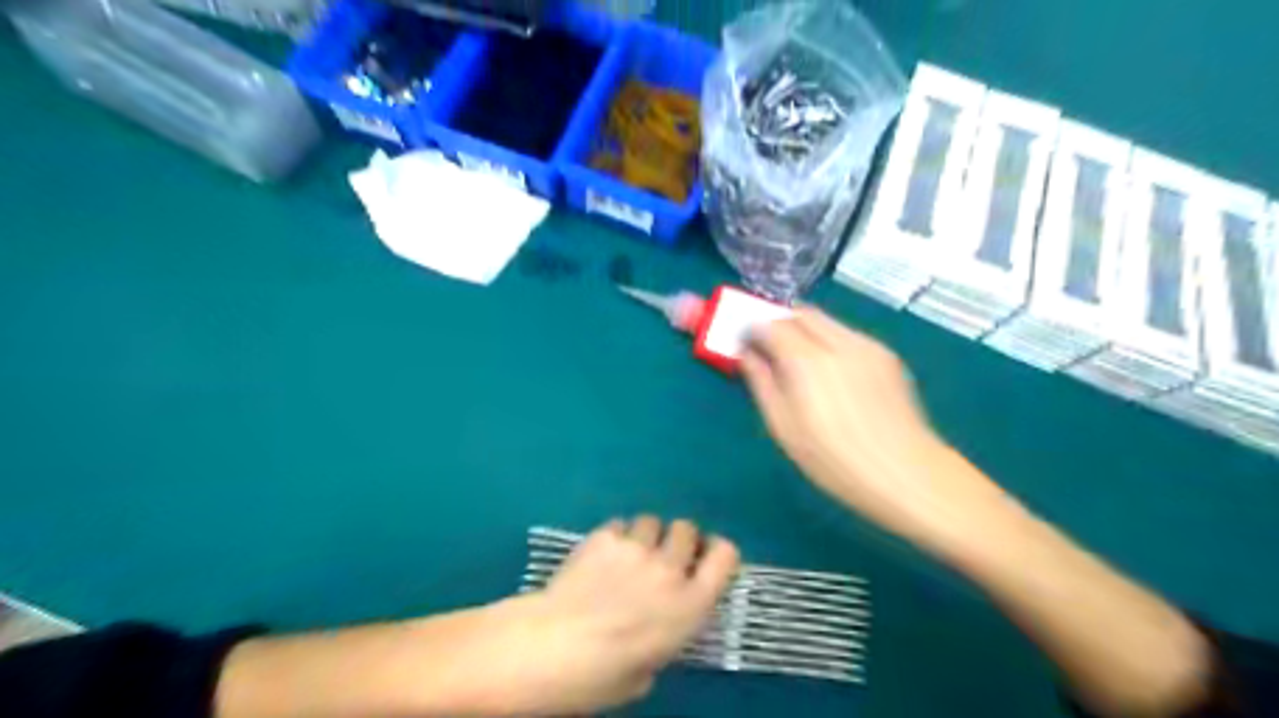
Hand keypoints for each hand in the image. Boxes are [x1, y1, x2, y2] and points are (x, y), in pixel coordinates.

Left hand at [479, 520, 740, 713]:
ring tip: (628, 553)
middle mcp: (669, 569)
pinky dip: (615, 536)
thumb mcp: (652, 666)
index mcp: (691, 604)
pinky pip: (619, 524)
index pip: (725, 555)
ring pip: (652, 520)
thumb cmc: (604, 674)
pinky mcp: (605, 537)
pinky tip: (601, 554)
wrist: (555, 648)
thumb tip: (656, 621)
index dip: (717, 552)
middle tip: (661, 557)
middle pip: (687, 529)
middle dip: (677, 540)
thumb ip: (666, 633)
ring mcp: (636, 548)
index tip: (704, 559)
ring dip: (646, 535)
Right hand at [741, 307, 988, 542]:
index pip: (771, 325)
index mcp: (807, 361)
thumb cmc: (834, 461)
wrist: (907, 474)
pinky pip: (847, 335)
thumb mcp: (784, 429)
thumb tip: (747, 355)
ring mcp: (867, 345)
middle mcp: (838, 342)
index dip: (753, 330)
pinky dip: (829, 342)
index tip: (745, 345)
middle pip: (800, 313)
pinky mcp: (886, 355)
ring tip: (801, 364)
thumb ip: (762, 384)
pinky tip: (832, 375)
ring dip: (805, 331)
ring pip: (825, 321)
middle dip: (779, 324)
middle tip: (770, 350)